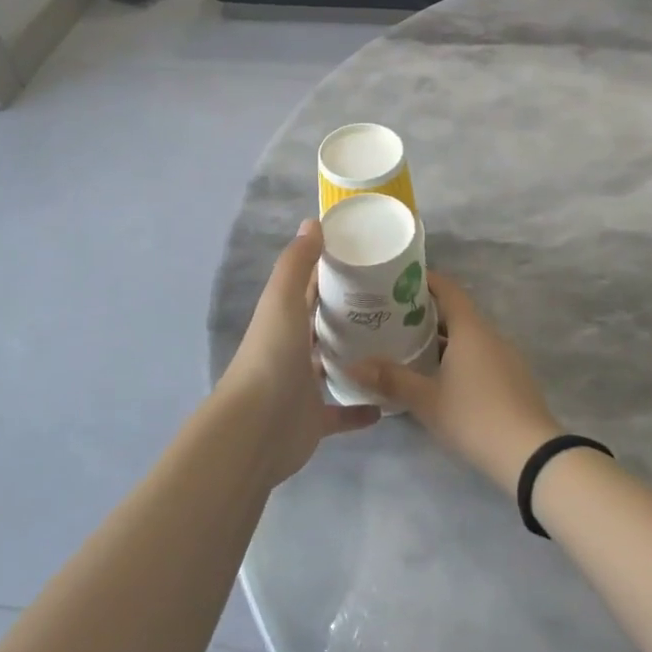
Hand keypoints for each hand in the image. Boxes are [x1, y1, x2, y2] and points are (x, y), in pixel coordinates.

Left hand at [217, 219, 378, 486]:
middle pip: (323, 326)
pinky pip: (342, 413)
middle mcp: (292, 349)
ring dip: (357, 358)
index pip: (310, 288)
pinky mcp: (315, 420)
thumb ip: (297, 263)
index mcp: (284, 319)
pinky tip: (388, 402)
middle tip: (395, 303)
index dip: (333, 272)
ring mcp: (303, 387)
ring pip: (332, 367)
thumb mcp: (282, 300)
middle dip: (351, 314)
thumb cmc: (271, 357)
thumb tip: (313, 222)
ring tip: (396, 345)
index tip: (369, 260)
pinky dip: (362, 408)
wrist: (254, 429)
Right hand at [352, 274, 563, 490]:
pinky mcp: (511, 378)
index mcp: (470, 329)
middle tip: (391, 318)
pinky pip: (479, 355)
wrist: (530, 455)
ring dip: (440, 338)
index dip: (424, 280)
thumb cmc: (474, 417)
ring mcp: (505, 357)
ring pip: (467, 336)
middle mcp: (490, 335)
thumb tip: (350, 365)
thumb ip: (390, 379)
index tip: (396, 281)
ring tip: (407, 346)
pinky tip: (438, 376)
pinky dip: (456, 355)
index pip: (447, 289)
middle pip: (455, 312)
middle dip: (424, 313)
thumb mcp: (426, 400)